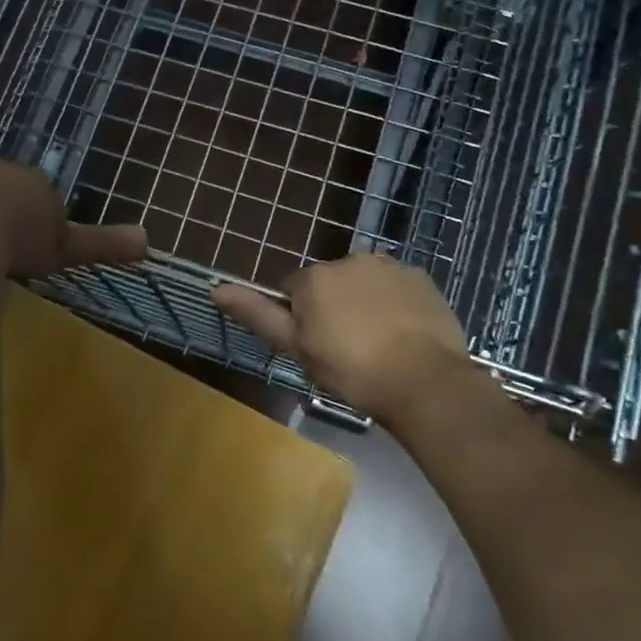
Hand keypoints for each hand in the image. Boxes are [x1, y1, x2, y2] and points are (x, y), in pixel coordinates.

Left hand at [0, 158, 146, 278]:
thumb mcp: (67, 249)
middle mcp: (3, 169)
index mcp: (37, 182)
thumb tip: (149, 239)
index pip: (43, 193)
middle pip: (10, 183)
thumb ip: (104, 244)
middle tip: (6, 237)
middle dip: (9, 202)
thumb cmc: (22, 243)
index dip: (39, 216)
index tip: (35, 243)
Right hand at [211, 253, 471, 425]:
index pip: (293, 291)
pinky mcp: (420, 277)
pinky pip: (396, 287)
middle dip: (333, 307)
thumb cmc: (351, 370)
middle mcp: (348, 259)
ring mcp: (388, 265)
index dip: (301, 320)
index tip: (317, 348)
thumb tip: (216, 288)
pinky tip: (404, 334)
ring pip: (364, 282)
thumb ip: (258, 314)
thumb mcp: (296, 348)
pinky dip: (395, 303)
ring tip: (379, 344)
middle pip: (330, 283)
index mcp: (314, 277)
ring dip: (364, 302)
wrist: (424, 381)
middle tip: (347, 349)